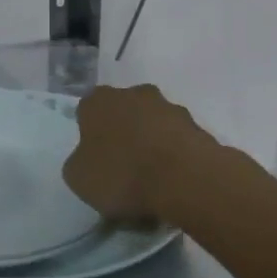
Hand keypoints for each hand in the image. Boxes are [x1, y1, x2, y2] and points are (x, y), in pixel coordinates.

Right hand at [62, 84, 206, 224]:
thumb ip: (79, 162)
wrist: (186, 180)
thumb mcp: (78, 178)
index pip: (87, 111)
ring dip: (151, 143)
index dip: (89, 134)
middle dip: (122, 133)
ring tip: (151, 180)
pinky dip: (174, 156)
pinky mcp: (198, 127)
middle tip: (122, 166)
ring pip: (153, 125)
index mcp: (98, 101)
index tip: (94, 158)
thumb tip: (87, 160)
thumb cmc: (121, 174)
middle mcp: (134, 94)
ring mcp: (170, 108)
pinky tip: (173, 183)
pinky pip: (177, 142)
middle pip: (123, 112)